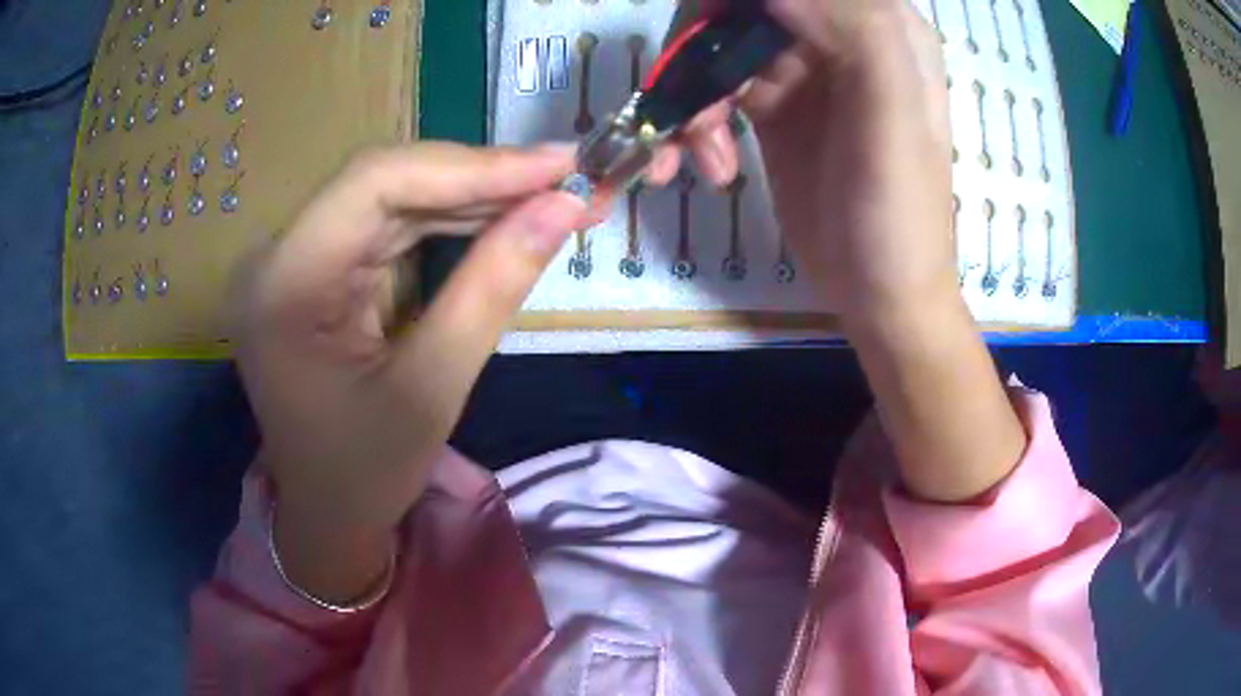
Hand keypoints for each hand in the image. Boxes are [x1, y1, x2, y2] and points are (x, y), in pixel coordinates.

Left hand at [232, 143, 587, 601]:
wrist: (326, 512)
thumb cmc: (366, 472)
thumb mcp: (432, 389)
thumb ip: (494, 287)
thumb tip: (566, 207)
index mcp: (284, 285)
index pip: (375, 185)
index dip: (472, 165)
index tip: (559, 165)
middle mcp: (278, 255)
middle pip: (386, 183)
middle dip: (483, 178)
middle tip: (569, 179)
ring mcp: (296, 258)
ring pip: (394, 197)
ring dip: (475, 195)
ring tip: (552, 195)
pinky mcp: (318, 268)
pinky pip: (390, 226)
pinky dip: (452, 221)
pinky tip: (504, 219)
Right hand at [650, 0, 955, 319]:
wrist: (879, 293)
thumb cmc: (897, 215)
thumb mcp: (894, 122)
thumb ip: (857, 37)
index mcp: (880, 27)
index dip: (741, 1)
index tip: (709, 32)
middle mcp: (837, 36)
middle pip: (745, 7)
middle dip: (703, 47)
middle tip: (690, 100)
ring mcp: (802, 69)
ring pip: (721, 46)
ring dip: (693, 95)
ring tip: (700, 155)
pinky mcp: (772, 106)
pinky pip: (715, 89)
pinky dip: (696, 123)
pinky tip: (710, 166)